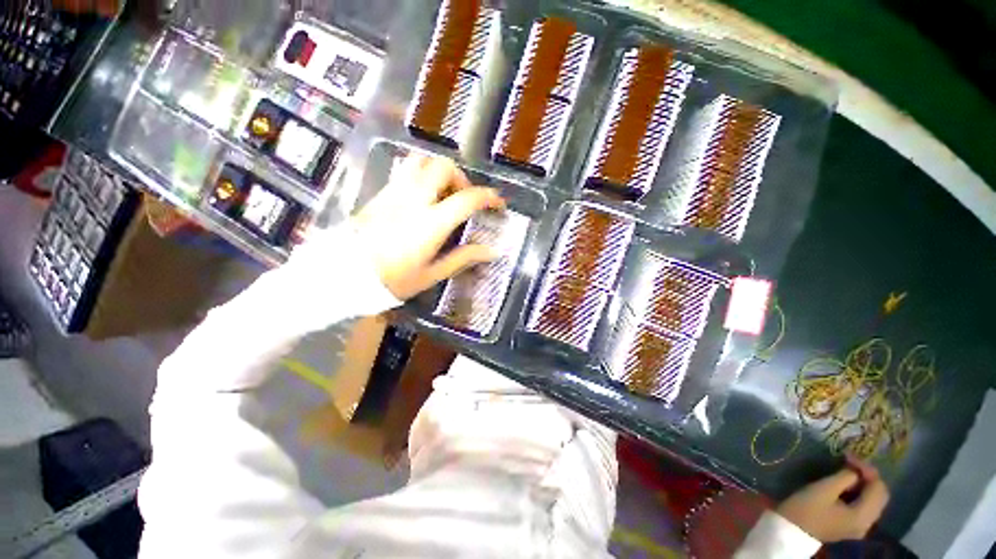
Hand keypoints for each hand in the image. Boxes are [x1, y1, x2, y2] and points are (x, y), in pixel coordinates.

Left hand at [354, 155, 504, 299]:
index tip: (498, 203)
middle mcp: (414, 199)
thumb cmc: (392, 280)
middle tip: (464, 198)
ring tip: (444, 193)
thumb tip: (492, 251)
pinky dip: (422, 175)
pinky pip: (405, 171)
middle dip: (461, 178)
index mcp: (431, 223)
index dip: (488, 197)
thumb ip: (463, 258)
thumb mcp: (433, 274)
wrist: (345, 275)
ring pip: (421, 161)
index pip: (467, 199)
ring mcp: (394, 192)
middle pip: (443, 167)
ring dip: (439, 171)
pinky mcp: (381, 193)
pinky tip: (423, 196)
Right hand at [777, 458, 888, 542]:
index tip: (849, 455)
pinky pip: (863, 507)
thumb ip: (844, 477)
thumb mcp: (824, 489)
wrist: (791, 530)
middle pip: (879, 496)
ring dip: (864, 485)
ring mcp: (859, 527)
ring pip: (872, 502)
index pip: (878, 488)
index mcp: (863, 515)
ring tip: (848, 471)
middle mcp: (867, 523)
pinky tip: (846, 486)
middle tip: (851, 462)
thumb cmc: (806, 508)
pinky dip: (859, 494)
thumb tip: (854, 470)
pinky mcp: (850, 527)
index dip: (867, 469)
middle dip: (868, 477)